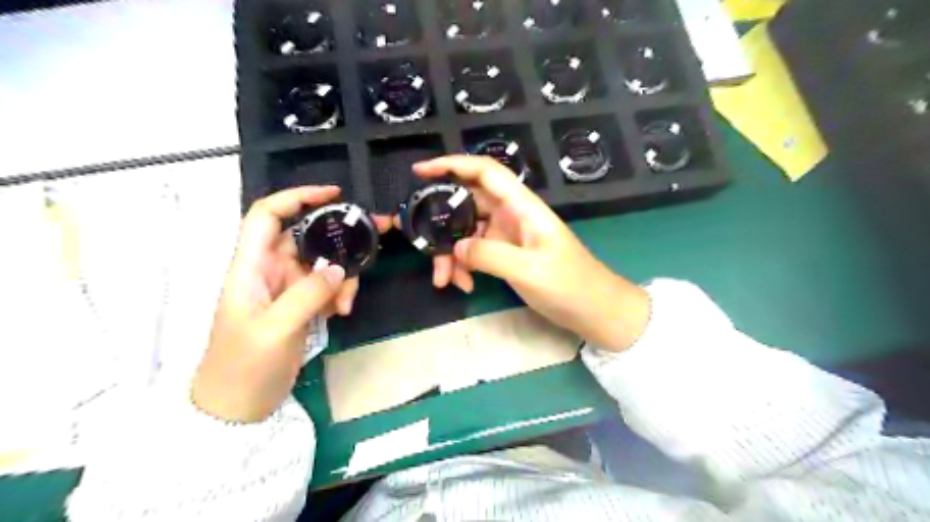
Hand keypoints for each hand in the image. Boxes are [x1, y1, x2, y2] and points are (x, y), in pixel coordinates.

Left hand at [191, 188, 389, 423]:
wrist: (237, 408)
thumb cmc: (244, 366)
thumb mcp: (276, 329)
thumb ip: (308, 294)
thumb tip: (339, 268)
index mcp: (250, 267)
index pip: (268, 215)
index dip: (297, 197)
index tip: (334, 195)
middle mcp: (269, 270)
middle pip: (306, 236)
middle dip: (339, 234)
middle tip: (376, 235)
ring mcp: (286, 289)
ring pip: (322, 263)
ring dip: (342, 275)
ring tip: (347, 302)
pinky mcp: (299, 306)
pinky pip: (326, 287)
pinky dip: (339, 294)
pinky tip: (341, 312)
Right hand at [417, 153, 647, 349]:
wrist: (594, 310)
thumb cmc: (571, 285)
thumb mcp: (529, 270)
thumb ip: (490, 255)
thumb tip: (455, 247)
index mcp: (522, 206)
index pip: (485, 172)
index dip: (452, 164)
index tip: (420, 172)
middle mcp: (512, 214)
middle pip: (467, 204)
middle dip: (441, 224)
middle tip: (420, 244)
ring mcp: (507, 235)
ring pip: (467, 232)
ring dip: (450, 253)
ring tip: (444, 280)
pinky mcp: (506, 254)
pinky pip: (475, 252)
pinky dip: (464, 266)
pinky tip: (464, 285)